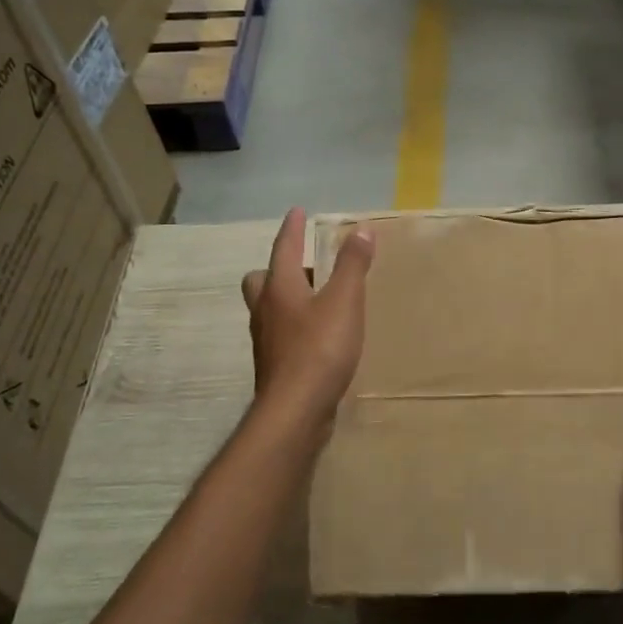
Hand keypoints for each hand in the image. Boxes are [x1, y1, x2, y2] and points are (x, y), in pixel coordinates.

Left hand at [241, 208, 373, 425]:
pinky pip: (281, 334)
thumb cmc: (320, 349)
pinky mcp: (276, 366)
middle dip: (279, 268)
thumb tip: (360, 230)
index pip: (283, 248)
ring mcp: (267, 341)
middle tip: (305, 267)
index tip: (297, 212)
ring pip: (269, 309)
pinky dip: (295, 326)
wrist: (296, 411)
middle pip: (261, 280)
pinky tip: (318, 336)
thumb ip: (352, 265)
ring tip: (317, 300)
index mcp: (279, 288)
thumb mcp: (344, 301)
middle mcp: (266, 311)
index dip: (292, 229)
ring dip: (287, 298)